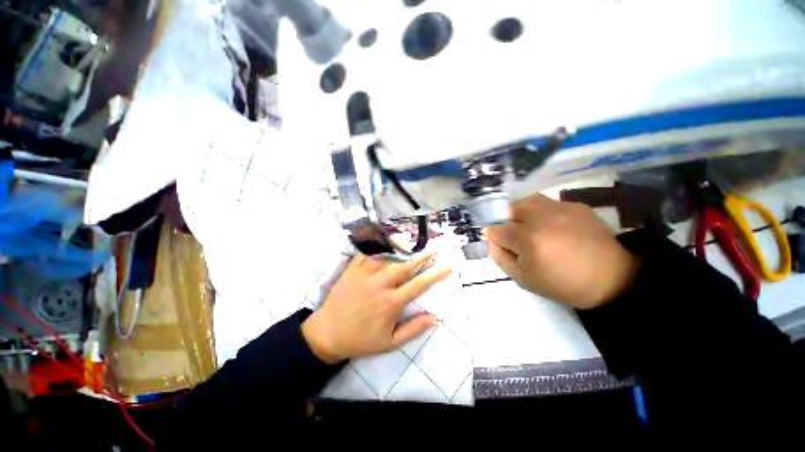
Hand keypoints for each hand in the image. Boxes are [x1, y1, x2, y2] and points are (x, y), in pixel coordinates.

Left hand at [302, 253, 450, 363]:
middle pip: (406, 266)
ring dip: (402, 253)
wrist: (327, 334)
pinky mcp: (352, 270)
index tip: (446, 267)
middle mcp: (380, 285)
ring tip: (413, 249)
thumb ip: (413, 329)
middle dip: (423, 257)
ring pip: (388, 258)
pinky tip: (386, 249)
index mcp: (391, 303)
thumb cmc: (361, 340)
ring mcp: (365, 275)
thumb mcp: (389, 343)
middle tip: (435, 250)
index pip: (418, 285)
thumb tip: (435, 318)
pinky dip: (379, 251)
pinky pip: (368, 255)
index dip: (434, 275)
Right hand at [487, 194, 640, 309]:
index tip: (503, 247)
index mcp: (528, 239)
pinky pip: (547, 202)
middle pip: (508, 209)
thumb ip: (501, 258)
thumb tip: (491, 240)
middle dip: (506, 222)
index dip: (495, 239)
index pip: (496, 230)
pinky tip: (551, 226)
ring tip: (529, 226)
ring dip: (520, 213)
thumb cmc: (564, 284)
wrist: (613, 279)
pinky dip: (540, 212)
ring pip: (526, 201)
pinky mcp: (575, 205)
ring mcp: (560, 208)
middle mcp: (541, 217)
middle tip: (515, 237)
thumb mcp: (524, 280)